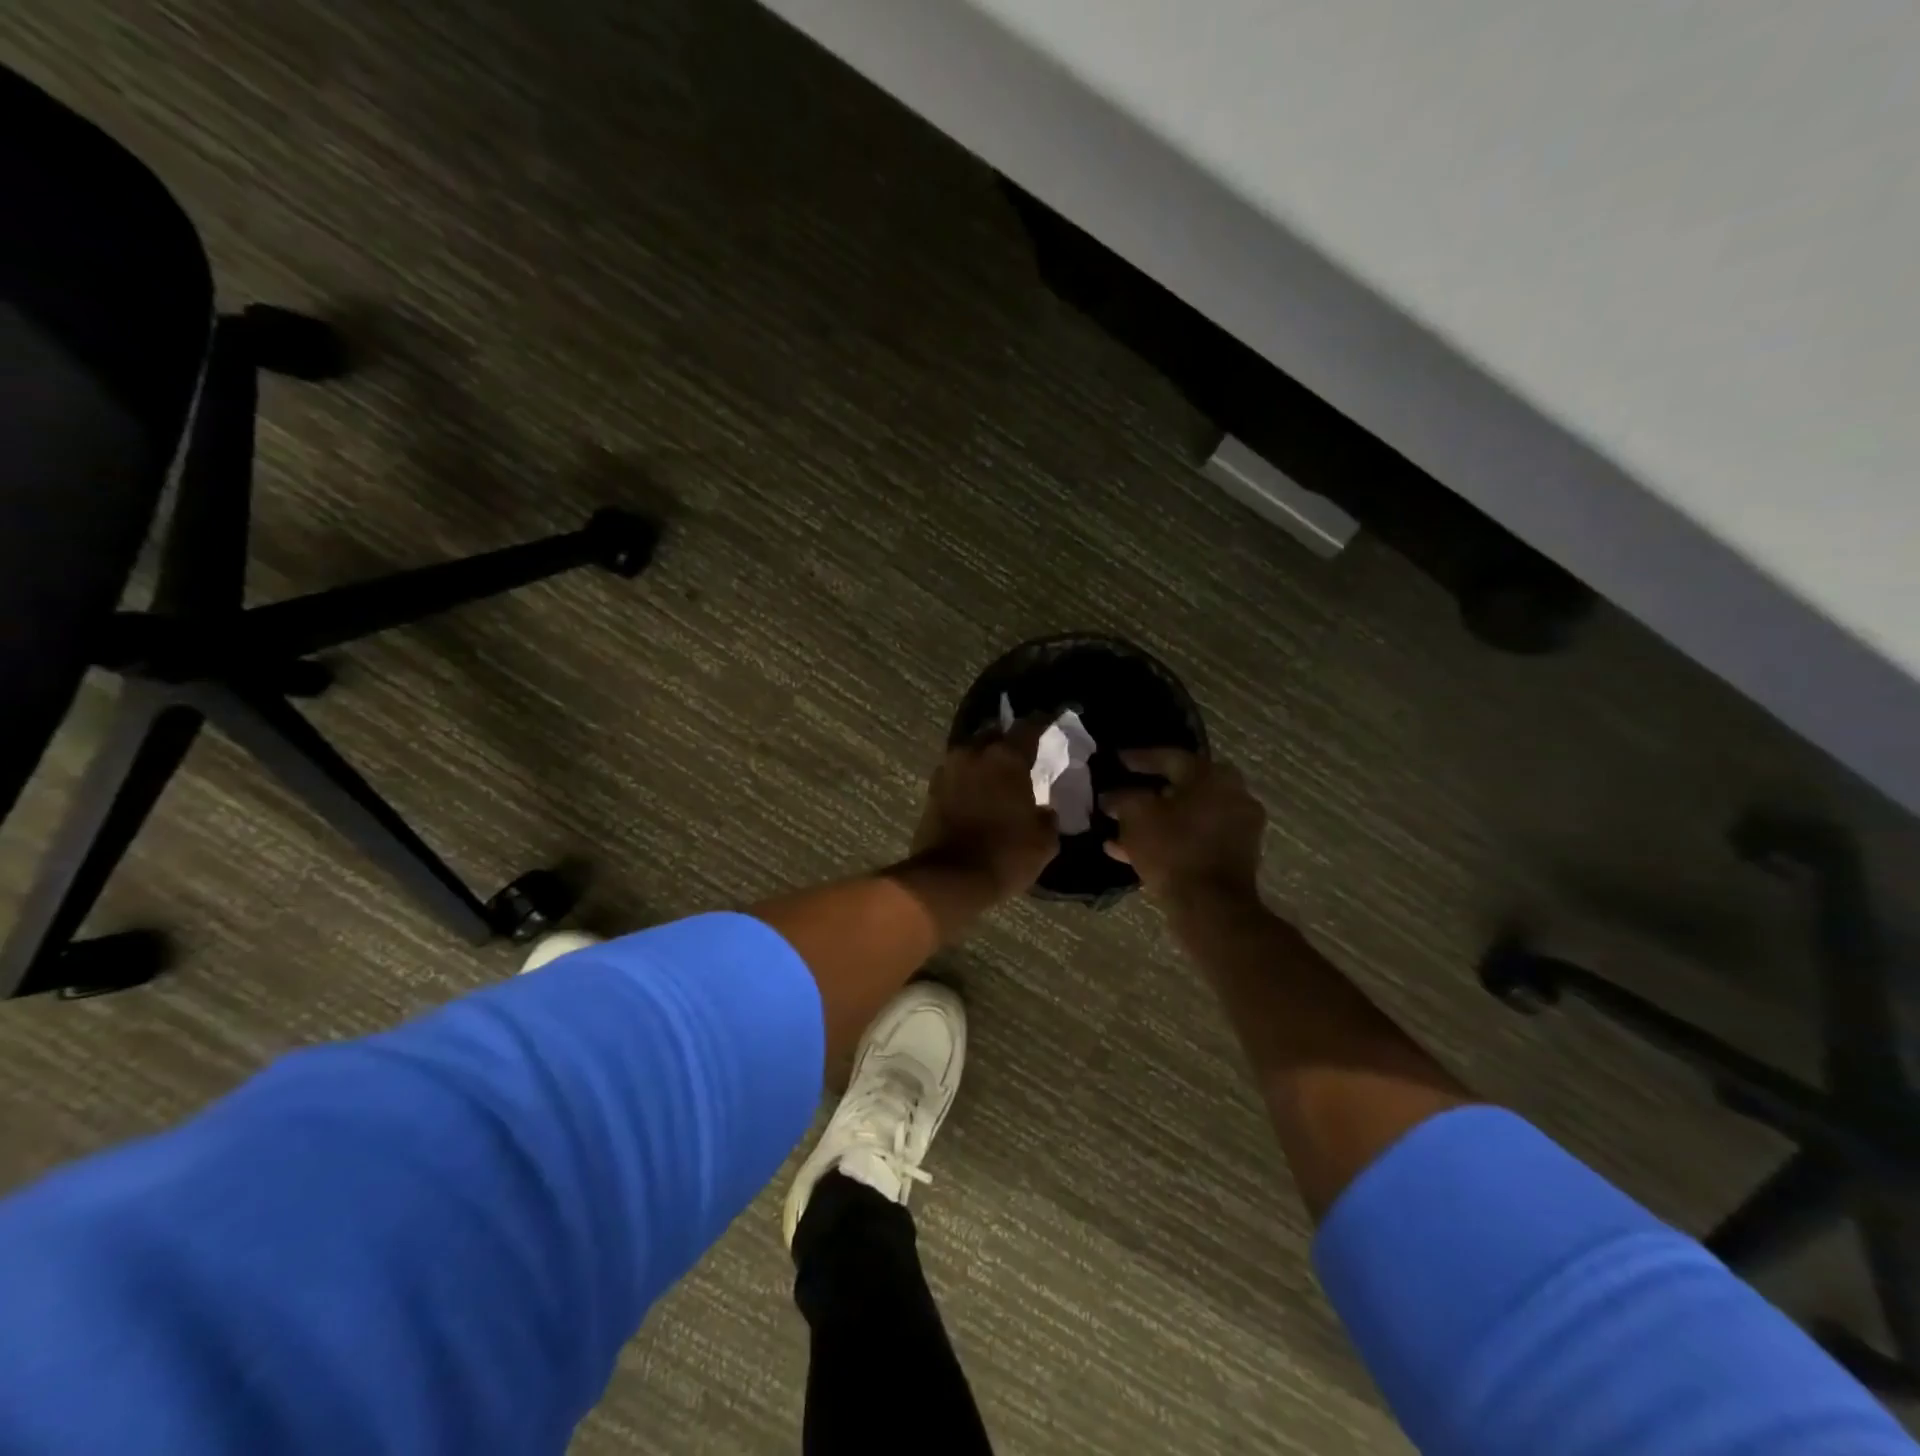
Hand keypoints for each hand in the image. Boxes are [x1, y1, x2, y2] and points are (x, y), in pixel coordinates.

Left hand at [910, 720, 1059, 898]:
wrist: (949, 879)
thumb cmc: (1005, 855)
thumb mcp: (1043, 841)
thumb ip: (1047, 817)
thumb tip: (1044, 810)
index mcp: (1005, 757)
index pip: (1029, 726)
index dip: (1043, 720)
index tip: (1053, 717)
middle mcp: (973, 753)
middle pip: (994, 733)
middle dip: (1008, 739)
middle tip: (1023, 752)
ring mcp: (948, 770)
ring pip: (971, 752)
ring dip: (985, 758)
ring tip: (999, 773)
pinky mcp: (932, 790)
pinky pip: (957, 773)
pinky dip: (969, 777)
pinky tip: (979, 790)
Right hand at [1102, 749, 1265, 905]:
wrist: (1210, 906)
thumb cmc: (1173, 849)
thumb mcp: (1136, 816)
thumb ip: (1122, 798)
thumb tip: (1110, 795)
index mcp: (1212, 775)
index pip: (1170, 757)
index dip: (1139, 759)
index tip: (1117, 760)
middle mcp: (1233, 794)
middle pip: (1181, 787)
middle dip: (1148, 792)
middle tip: (1123, 792)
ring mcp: (1239, 826)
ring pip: (1187, 816)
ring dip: (1156, 820)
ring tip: (1120, 828)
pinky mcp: (1236, 855)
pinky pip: (1195, 838)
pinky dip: (1169, 839)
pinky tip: (1133, 851)